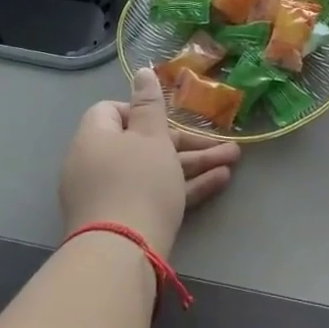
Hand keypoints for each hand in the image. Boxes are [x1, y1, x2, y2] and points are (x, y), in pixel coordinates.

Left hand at [61, 68, 239, 257]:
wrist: (122, 255)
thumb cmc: (138, 183)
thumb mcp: (152, 137)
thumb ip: (150, 104)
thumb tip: (141, 71)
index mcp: (95, 138)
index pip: (112, 111)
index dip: (142, 110)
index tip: (168, 118)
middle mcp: (96, 164)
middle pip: (143, 143)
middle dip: (187, 141)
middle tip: (221, 142)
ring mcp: (109, 196)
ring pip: (155, 170)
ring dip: (194, 163)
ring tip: (233, 161)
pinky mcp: (125, 221)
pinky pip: (155, 194)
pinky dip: (183, 187)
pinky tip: (220, 181)